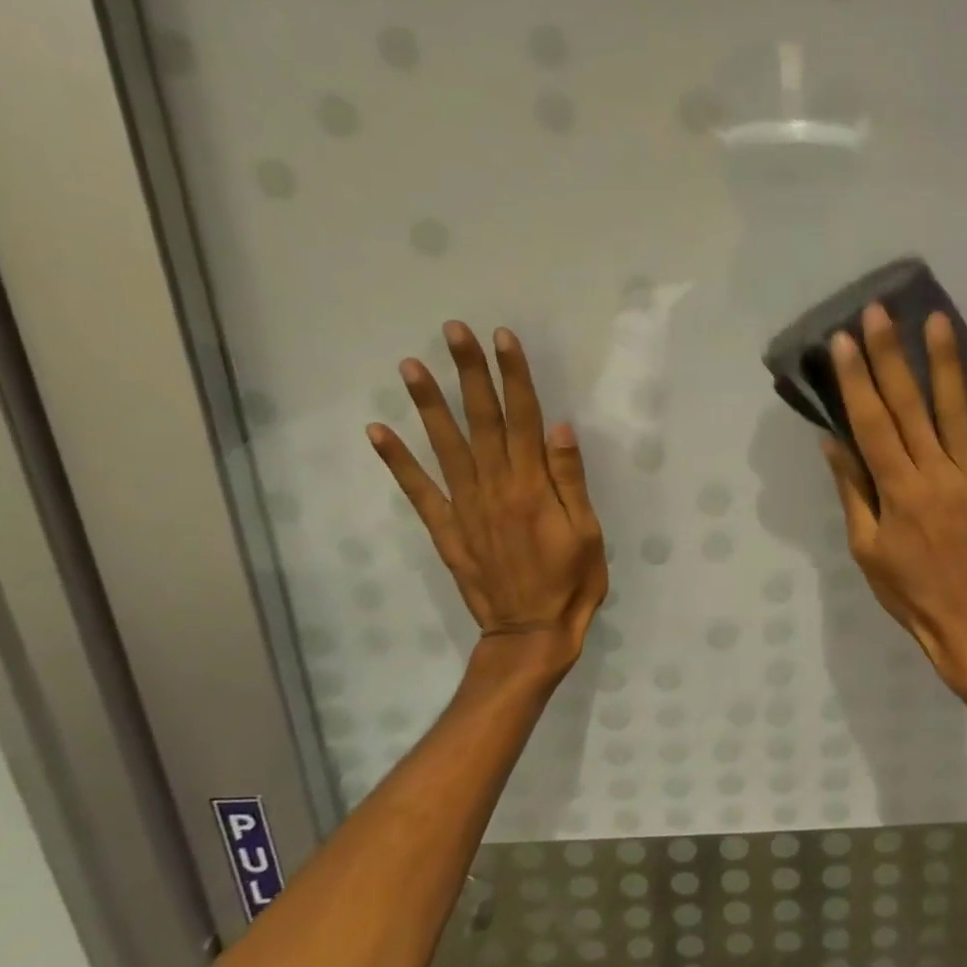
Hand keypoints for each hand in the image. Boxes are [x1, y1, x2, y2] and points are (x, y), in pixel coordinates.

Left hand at [368, 324, 606, 674]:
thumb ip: (569, 480)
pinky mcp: (445, 530)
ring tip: (411, 366)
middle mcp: (494, 488)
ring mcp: (464, 508)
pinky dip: (397, 461)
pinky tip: (379, 431)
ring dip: (428, 404)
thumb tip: (558, 427)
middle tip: (454, 331)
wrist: (529, 635)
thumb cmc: (571, 582)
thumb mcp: (587, 532)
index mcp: (532, 487)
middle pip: (482, 420)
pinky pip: (418, 490)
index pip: (524, 418)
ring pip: (446, 446)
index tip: (502, 338)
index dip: (513, 375)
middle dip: (469, 372)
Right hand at [820, 305, 966, 703]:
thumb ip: (853, 491)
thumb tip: (833, 442)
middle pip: (909, 406)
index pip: (872, 423)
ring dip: (945, 363)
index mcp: (897, 491)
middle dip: (891, 355)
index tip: (844, 340)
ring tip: (937, 319)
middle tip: (880, 312)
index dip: (856, 379)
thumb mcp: (866, 549)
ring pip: (956, 411)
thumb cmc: (910, 592)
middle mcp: (935, 474)